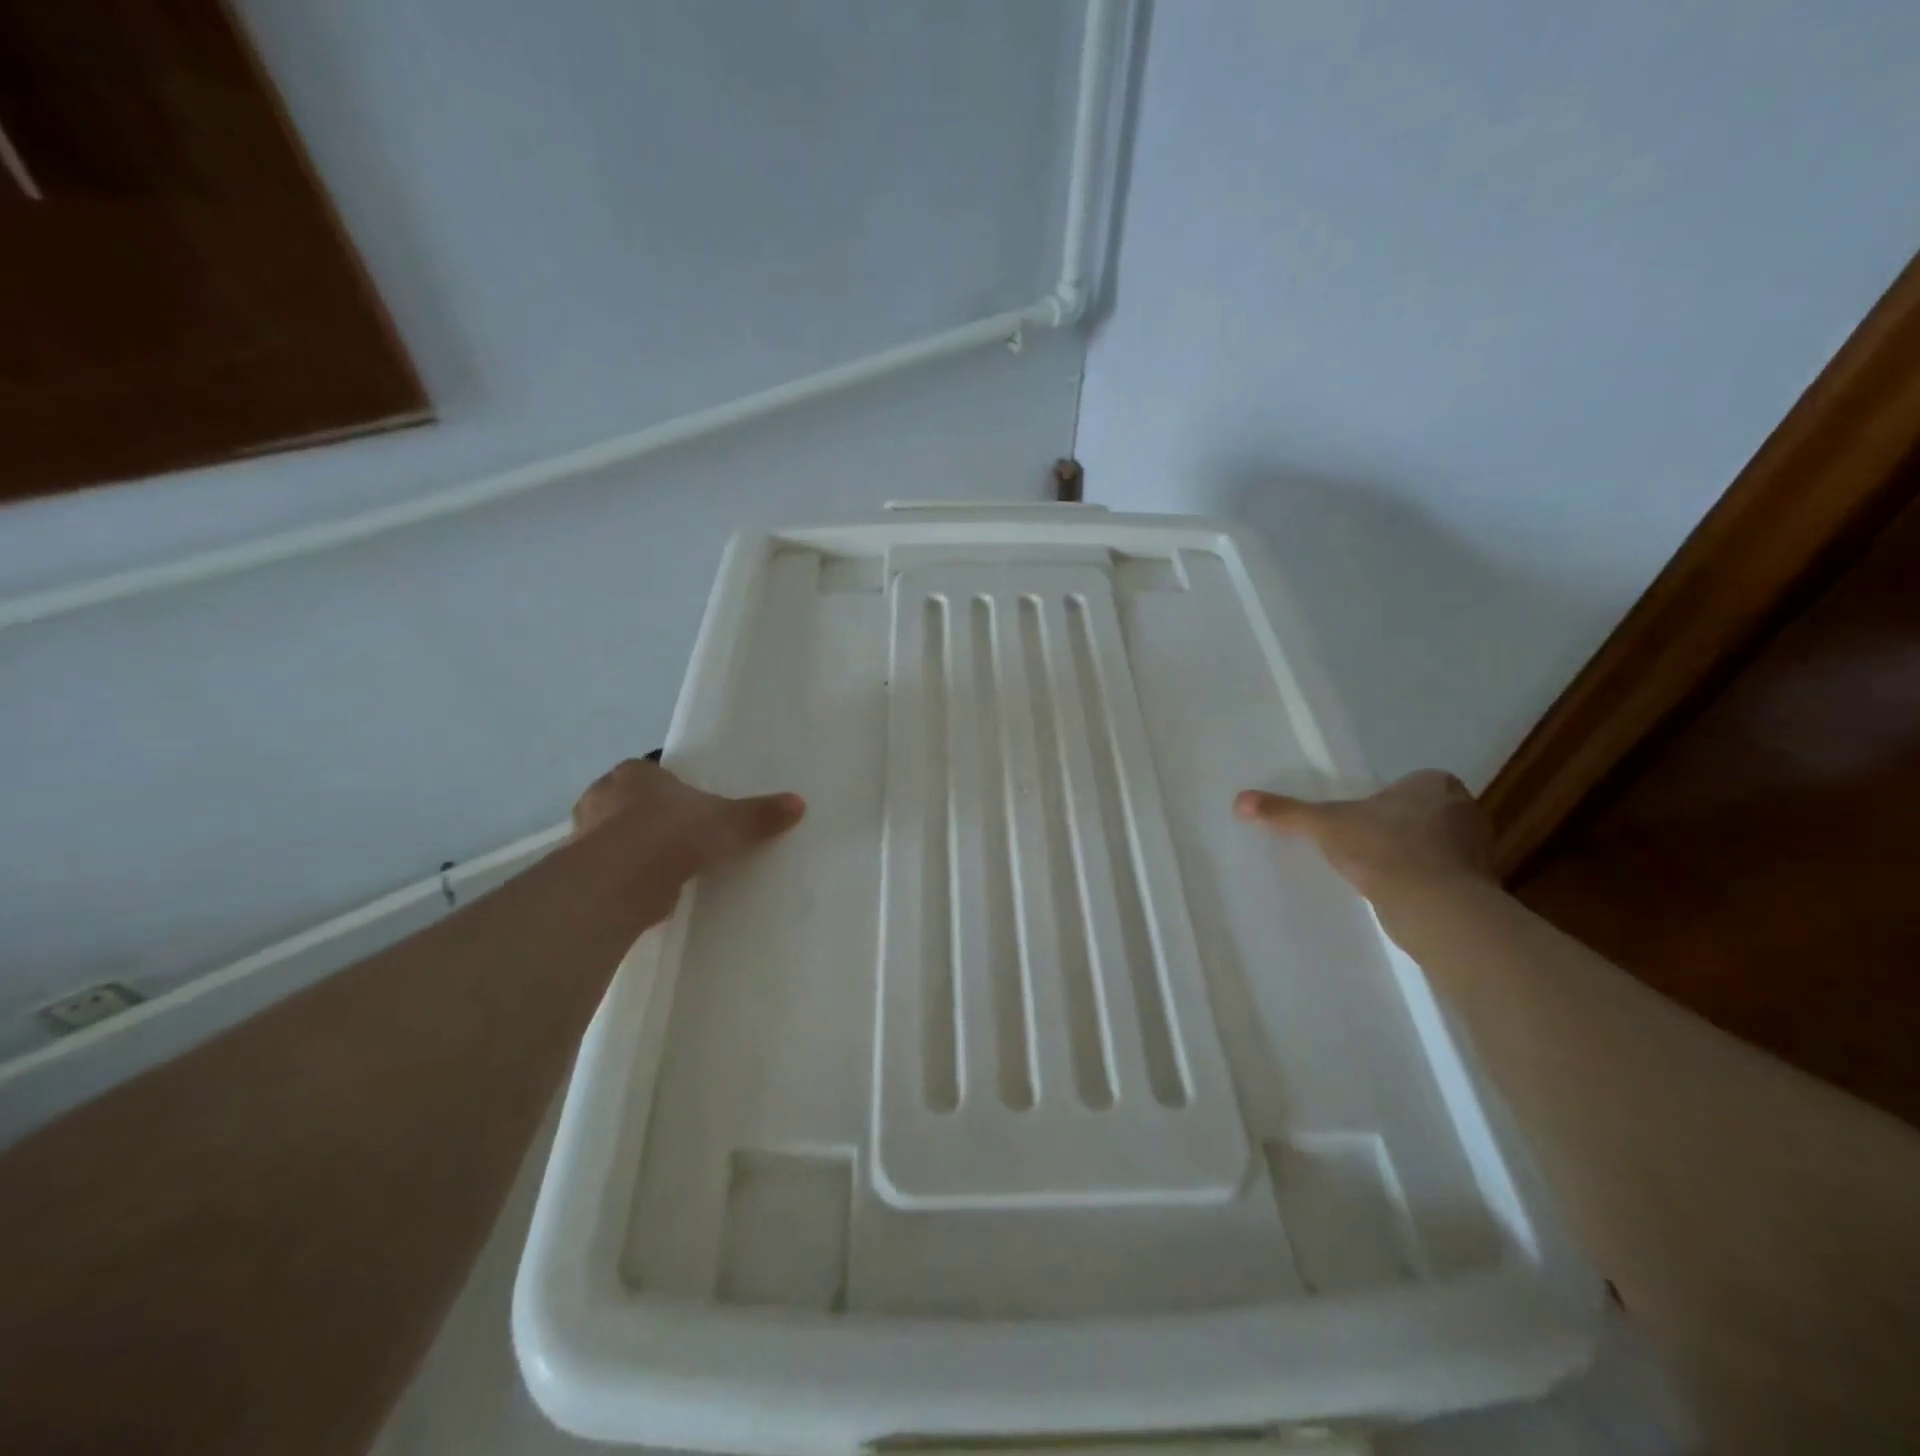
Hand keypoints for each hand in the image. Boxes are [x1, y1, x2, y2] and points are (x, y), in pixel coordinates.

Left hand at [573, 759, 804, 919]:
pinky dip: (627, 877)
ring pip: (614, 836)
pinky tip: (649, 890)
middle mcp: (602, 797)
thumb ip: (760, 813)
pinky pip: (610, 870)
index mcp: (633, 773)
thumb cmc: (672, 832)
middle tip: (678, 833)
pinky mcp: (582, 873)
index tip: (687, 803)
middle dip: (647, 816)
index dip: (668, 785)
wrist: (621, 880)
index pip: (649, 771)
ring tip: (665, 865)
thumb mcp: (729, 821)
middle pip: (627, 802)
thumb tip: (798, 804)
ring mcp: (585, 836)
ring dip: (634, 848)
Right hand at [1234, 769, 1492, 898]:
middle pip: (1423, 814)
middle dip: (1399, 829)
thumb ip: (1286, 812)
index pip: (1408, 785)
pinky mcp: (1480, 886)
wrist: (1434, 906)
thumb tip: (1239, 800)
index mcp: (1435, 784)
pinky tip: (1399, 896)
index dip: (1383, 802)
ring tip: (1378, 873)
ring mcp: (1478, 850)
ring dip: (1413, 857)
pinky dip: (1426, 884)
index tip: (1360, 821)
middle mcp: (1465, 810)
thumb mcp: (1324, 824)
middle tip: (1364, 845)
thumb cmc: (1382, 848)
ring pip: (1437, 846)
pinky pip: (1446, 878)